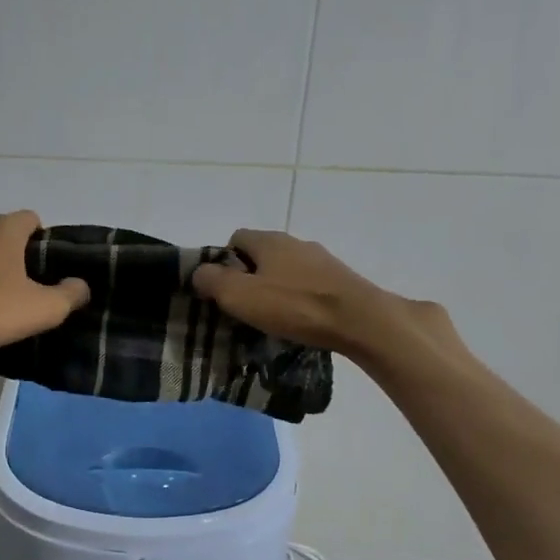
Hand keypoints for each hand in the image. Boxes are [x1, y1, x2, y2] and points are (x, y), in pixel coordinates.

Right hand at [190, 230, 456, 360]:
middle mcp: (295, 242)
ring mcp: (322, 260)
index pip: (236, 238)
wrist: (361, 320)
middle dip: (250, 277)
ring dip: (277, 289)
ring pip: (287, 270)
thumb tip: (199, 273)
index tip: (223, 290)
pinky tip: (301, 321)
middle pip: (262, 254)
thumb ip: (212, 282)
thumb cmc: (295, 306)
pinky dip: (300, 299)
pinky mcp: (341, 280)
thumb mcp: (240, 296)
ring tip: (274, 319)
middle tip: (245, 308)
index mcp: (269, 240)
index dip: (224, 262)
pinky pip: (310, 285)